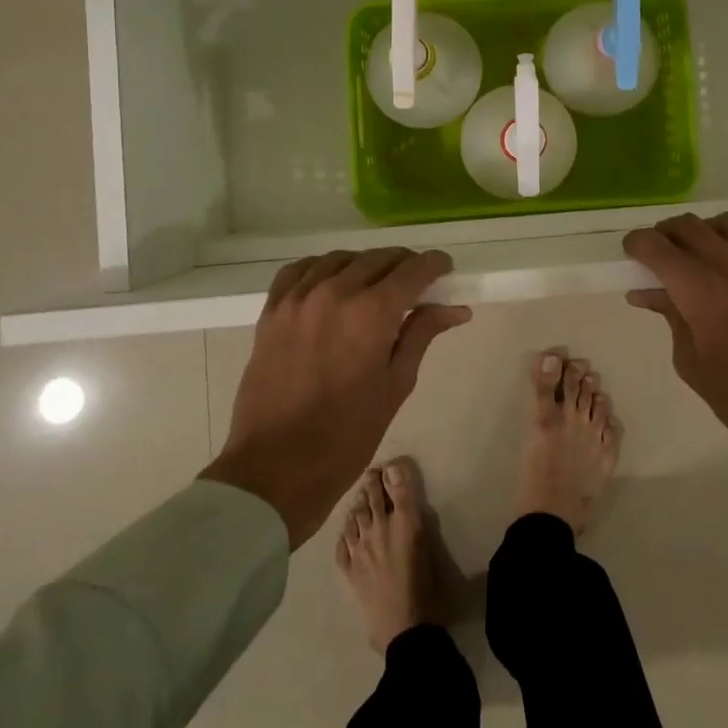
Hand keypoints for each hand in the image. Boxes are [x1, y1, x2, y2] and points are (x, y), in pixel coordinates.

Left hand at [200, 248, 470, 546]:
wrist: (275, 469)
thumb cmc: (346, 436)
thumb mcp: (395, 385)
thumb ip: (421, 335)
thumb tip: (455, 308)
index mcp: (371, 313)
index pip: (413, 269)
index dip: (435, 265)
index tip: (445, 270)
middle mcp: (335, 292)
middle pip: (379, 258)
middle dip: (404, 265)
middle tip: (417, 285)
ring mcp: (298, 298)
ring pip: (341, 259)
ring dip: (366, 265)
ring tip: (376, 285)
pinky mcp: (272, 311)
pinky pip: (300, 270)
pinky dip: (322, 268)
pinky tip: (332, 283)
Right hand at [623, 213, 727, 516]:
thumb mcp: (692, 364)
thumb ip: (671, 317)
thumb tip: (646, 291)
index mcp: (702, 294)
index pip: (656, 246)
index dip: (637, 244)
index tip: (634, 252)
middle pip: (690, 226)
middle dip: (668, 234)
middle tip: (665, 254)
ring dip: (712, 231)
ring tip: (710, 252)